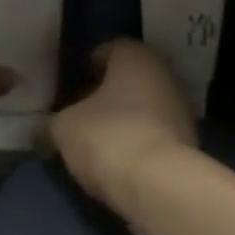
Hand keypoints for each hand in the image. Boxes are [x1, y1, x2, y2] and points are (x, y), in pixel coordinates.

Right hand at [50, 40, 197, 212]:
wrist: (159, 184)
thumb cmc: (107, 136)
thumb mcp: (63, 128)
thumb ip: (53, 121)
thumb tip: (46, 128)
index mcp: (135, 56)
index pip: (108, 49)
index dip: (85, 68)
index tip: (68, 90)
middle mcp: (164, 72)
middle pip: (128, 78)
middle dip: (105, 94)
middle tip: (79, 115)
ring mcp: (181, 107)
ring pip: (144, 105)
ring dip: (123, 118)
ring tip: (96, 141)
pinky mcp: (188, 140)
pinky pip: (154, 132)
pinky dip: (138, 140)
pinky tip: (118, 159)